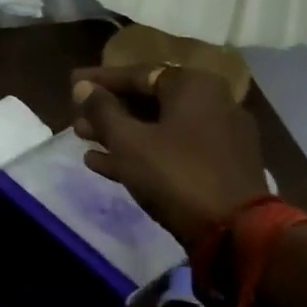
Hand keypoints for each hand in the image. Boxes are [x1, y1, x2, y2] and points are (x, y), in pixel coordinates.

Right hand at [71, 64, 268, 248]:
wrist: (235, 232)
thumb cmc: (175, 175)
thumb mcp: (128, 141)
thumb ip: (102, 110)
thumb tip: (83, 86)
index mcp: (193, 86)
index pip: (137, 74)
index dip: (100, 80)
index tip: (71, 83)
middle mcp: (212, 102)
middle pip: (149, 100)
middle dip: (108, 110)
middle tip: (76, 116)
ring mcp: (219, 136)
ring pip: (159, 126)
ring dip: (120, 133)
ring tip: (83, 139)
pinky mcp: (220, 165)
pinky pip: (173, 149)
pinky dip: (142, 152)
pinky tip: (105, 163)